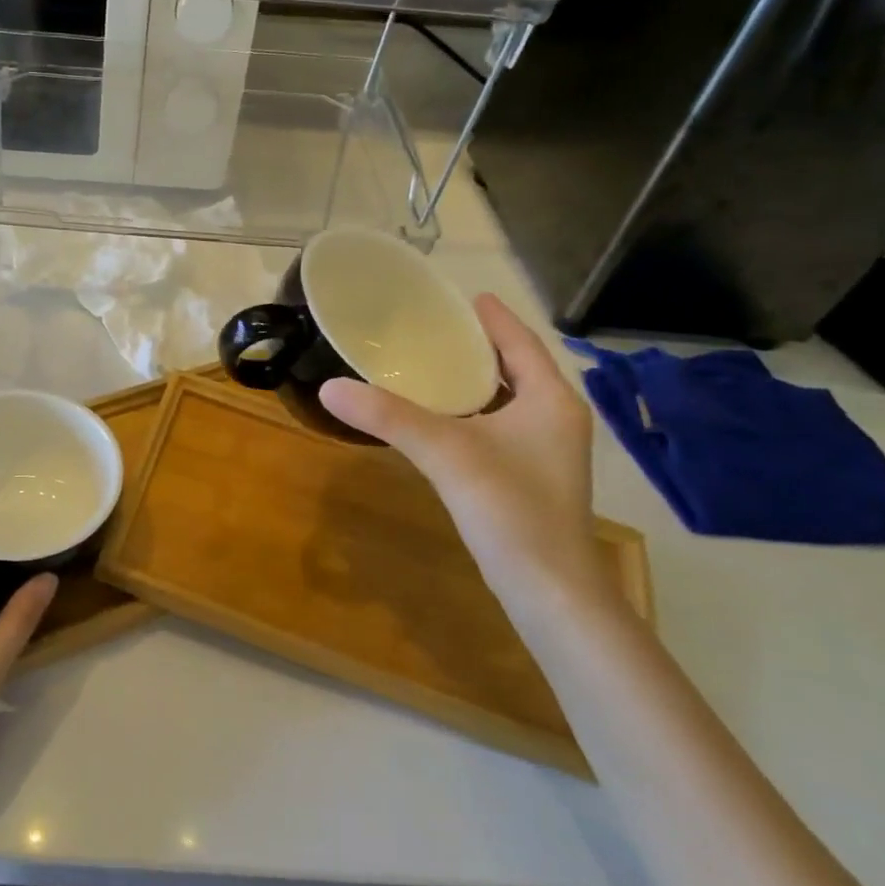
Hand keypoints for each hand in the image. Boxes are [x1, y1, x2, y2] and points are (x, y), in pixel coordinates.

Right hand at [319, 293, 613, 611]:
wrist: (548, 590)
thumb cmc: (511, 510)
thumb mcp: (446, 453)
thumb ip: (389, 417)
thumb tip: (330, 387)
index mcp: (550, 400)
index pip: (521, 343)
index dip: (494, 318)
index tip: (467, 295)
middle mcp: (555, 419)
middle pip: (517, 368)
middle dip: (482, 346)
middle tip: (438, 326)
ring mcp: (545, 452)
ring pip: (508, 400)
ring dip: (476, 380)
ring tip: (434, 363)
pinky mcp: (530, 478)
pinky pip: (499, 426)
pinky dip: (473, 412)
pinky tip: (440, 418)